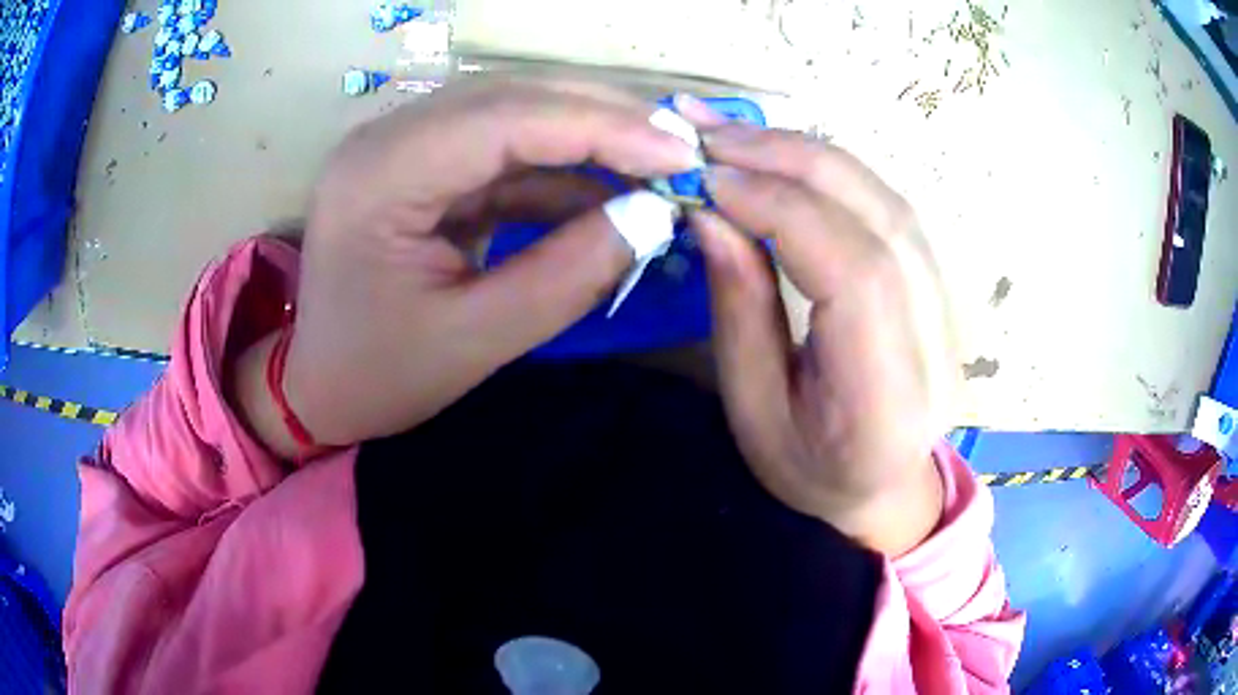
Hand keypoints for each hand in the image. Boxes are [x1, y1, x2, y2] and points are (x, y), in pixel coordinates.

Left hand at [237, 80, 700, 454]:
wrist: (319, 387)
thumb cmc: (379, 376)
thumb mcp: (475, 341)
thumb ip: (568, 275)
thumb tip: (655, 216)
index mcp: (381, 175)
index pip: (506, 118)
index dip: (603, 127)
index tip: (681, 153)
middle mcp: (388, 137)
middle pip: (513, 96)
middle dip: (606, 117)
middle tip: (682, 148)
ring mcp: (404, 144)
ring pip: (516, 111)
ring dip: (590, 134)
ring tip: (659, 163)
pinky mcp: (423, 162)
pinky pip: (504, 148)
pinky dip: (562, 164)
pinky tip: (610, 186)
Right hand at [681, 101, 957, 554]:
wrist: (881, 486)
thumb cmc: (810, 469)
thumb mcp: (753, 409)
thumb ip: (740, 309)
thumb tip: (711, 212)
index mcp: (889, 396)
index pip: (856, 272)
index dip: (783, 209)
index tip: (709, 179)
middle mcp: (935, 341)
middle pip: (879, 216)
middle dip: (790, 159)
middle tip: (709, 132)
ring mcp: (947, 305)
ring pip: (885, 197)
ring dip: (806, 152)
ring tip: (733, 133)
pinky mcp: (936, 281)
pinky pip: (885, 204)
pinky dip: (828, 169)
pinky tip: (781, 154)